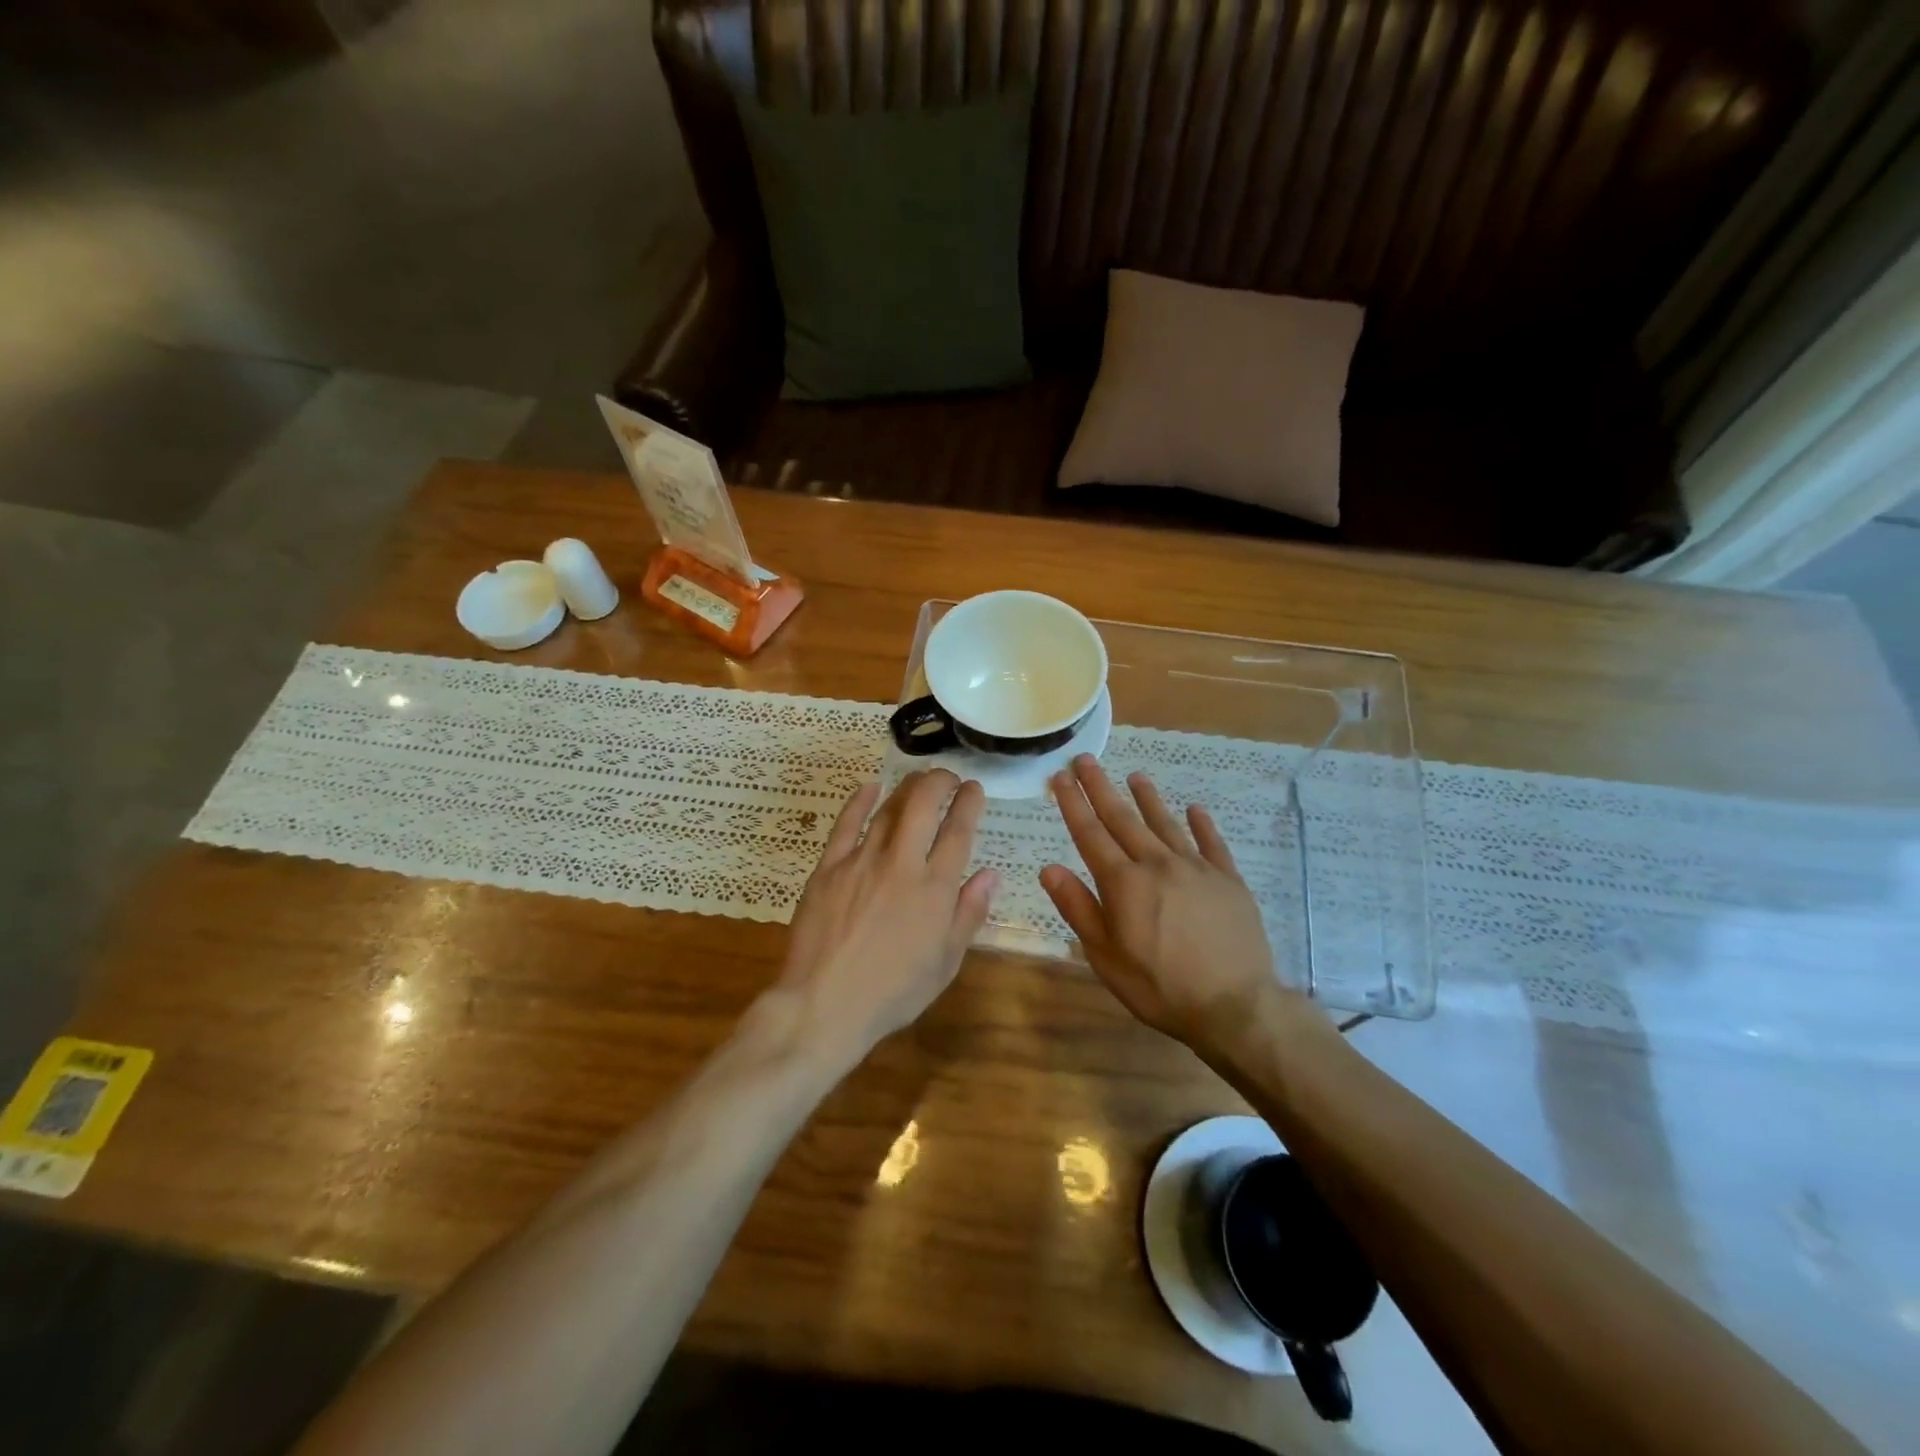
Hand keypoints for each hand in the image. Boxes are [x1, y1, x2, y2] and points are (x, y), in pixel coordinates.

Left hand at [777, 769, 997, 1061]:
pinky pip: (846, 823)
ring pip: (889, 808)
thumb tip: (990, 874)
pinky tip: (870, 787)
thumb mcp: (946, 962)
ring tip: (918, 780)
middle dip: (940, 781)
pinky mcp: (829, 867)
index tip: (974, 789)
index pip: (959, 830)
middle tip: (948, 778)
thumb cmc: (893, 992)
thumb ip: (969, 913)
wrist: (825, 1005)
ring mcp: (862, 861)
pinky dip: (860, 801)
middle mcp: (902, 863)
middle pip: (924, 804)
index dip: (969, 803)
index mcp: (935, 888)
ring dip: (908, 788)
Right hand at [1041, 755, 1288, 1059]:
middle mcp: (1157, 864)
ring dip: (1148, 798)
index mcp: (1123, 883)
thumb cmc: (1159, 987)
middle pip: (1123, 819)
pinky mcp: (1228, 880)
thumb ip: (1078, 908)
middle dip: (1101, 788)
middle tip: (1086, 759)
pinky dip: (1201, 824)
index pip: (1090, 833)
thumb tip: (1049, 868)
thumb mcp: (1105, 956)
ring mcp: (1196, 868)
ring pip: (1166, 824)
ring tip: (1135, 776)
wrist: (1235, 1006)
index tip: (1060, 775)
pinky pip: (1212, 843)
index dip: (1073, 803)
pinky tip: (1195, 809)